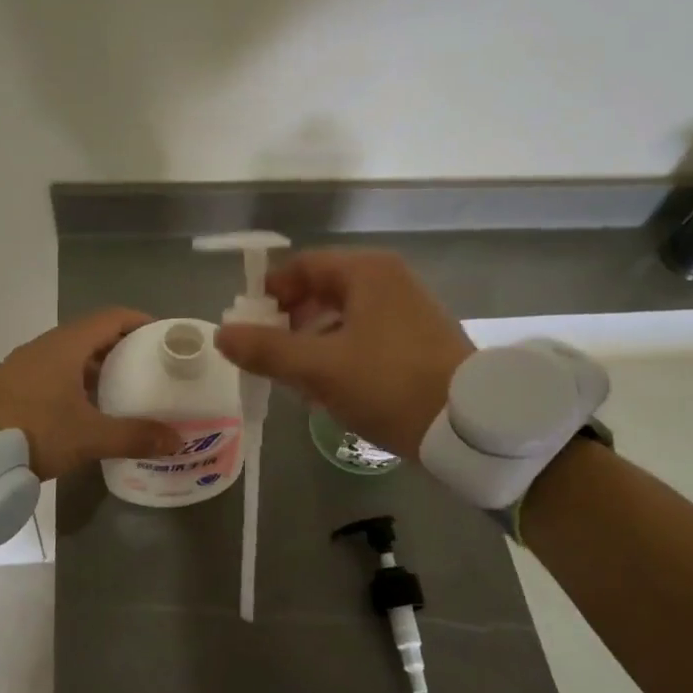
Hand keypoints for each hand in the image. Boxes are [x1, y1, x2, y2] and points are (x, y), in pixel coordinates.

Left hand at [0, 308, 179, 479]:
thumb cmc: (33, 430)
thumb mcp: (89, 436)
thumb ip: (133, 436)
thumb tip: (175, 441)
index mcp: (66, 345)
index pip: (111, 317)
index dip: (140, 322)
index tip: (163, 337)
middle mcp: (45, 347)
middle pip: (92, 336)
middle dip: (123, 349)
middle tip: (149, 369)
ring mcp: (24, 366)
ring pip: (70, 357)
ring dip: (97, 369)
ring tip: (123, 392)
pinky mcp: (11, 387)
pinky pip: (53, 374)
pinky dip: (75, 383)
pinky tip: (85, 411)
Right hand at [214, 250, 472, 459]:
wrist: (469, 425)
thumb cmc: (388, 384)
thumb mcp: (319, 368)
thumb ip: (267, 350)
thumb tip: (223, 334)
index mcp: (367, 272)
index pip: (304, 266)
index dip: (270, 291)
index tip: (248, 322)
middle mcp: (390, 280)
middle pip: (324, 290)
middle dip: (291, 321)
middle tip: (268, 353)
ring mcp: (410, 310)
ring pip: (345, 316)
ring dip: (314, 341)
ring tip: (296, 377)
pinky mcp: (421, 340)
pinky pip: (367, 335)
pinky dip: (342, 353)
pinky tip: (332, 388)